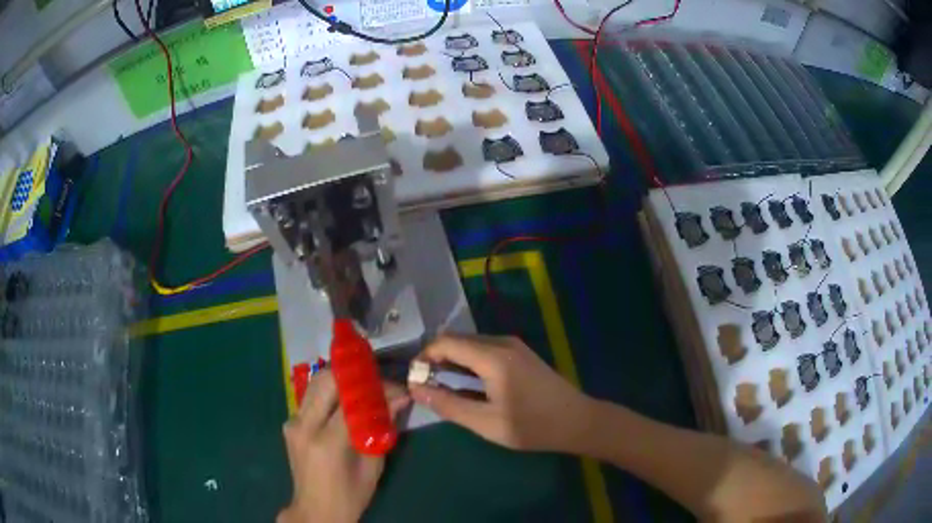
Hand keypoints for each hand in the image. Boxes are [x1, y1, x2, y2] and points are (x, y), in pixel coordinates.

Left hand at [278, 370, 409, 522]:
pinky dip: (329, 393)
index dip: (377, 389)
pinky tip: (345, 402)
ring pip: (315, 384)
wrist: (315, 510)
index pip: (352, 400)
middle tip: (377, 380)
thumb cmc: (350, 496)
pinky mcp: (289, 424)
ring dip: (340, 380)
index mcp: (326, 442)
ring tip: (363, 386)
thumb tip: (399, 399)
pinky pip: (310, 398)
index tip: (396, 388)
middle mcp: (304, 426)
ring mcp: (292, 423)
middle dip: (354, 374)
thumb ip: (382, 429)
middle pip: (326, 380)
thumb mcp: (372, 466)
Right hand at [409, 334, 592, 451]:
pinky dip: (469, 361)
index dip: (424, 357)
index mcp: (493, 357)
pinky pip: (485, 349)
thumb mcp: (486, 423)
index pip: (445, 342)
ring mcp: (514, 345)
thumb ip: (448, 405)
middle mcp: (502, 342)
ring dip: (453, 360)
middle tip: (428, 387)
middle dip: (436, 359)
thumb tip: (416, 389)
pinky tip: (471, 385)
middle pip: (457, 340)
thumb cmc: (532, 426)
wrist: (577, 421)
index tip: (415, 380)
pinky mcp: (520, 353)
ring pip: (471, 343)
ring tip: (446, 389)